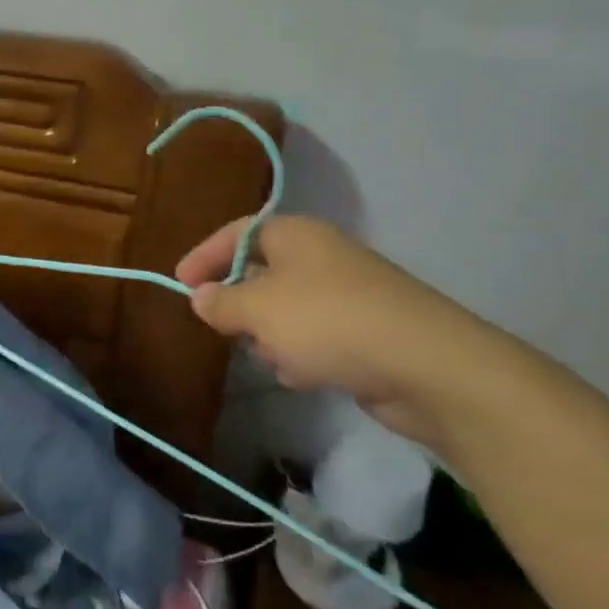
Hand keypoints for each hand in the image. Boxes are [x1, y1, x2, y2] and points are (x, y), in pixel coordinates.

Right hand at [176, 215, 509, 450]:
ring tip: (273, 358)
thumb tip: (201, 296)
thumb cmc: (328, 322)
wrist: (428, 366)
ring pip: (287, 310)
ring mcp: (349, 294)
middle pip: (262, 273)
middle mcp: (323, 256)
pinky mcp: (368, 331)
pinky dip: (303, 354)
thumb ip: (221, 302)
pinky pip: (317, 337)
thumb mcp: (257, 310)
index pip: (237, 233)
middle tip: (225, 328)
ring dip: (272, 336)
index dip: (205, 255)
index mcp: (296, 235)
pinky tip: (305, 375)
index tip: (180, 283)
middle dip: (241, 305)